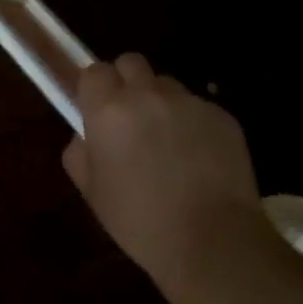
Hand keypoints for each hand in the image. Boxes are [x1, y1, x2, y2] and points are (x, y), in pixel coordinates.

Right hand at [63, 54, 275, 287]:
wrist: (211, 240)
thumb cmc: (139, 221)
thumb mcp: (92, 192)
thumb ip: (79, 153)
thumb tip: (86, 137)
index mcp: (109, 111)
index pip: (94, 71)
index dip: (94, 89)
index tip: (95, 111)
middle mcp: (149, 96)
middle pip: (131, 63)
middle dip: (126, 83)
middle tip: (128, 120)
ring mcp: (190, 103)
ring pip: (166, 85)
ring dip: (160, 103)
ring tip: (166, 143)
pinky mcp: (223, 116)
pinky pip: (197, 107)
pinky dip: (191, 123)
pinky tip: (196, 159)